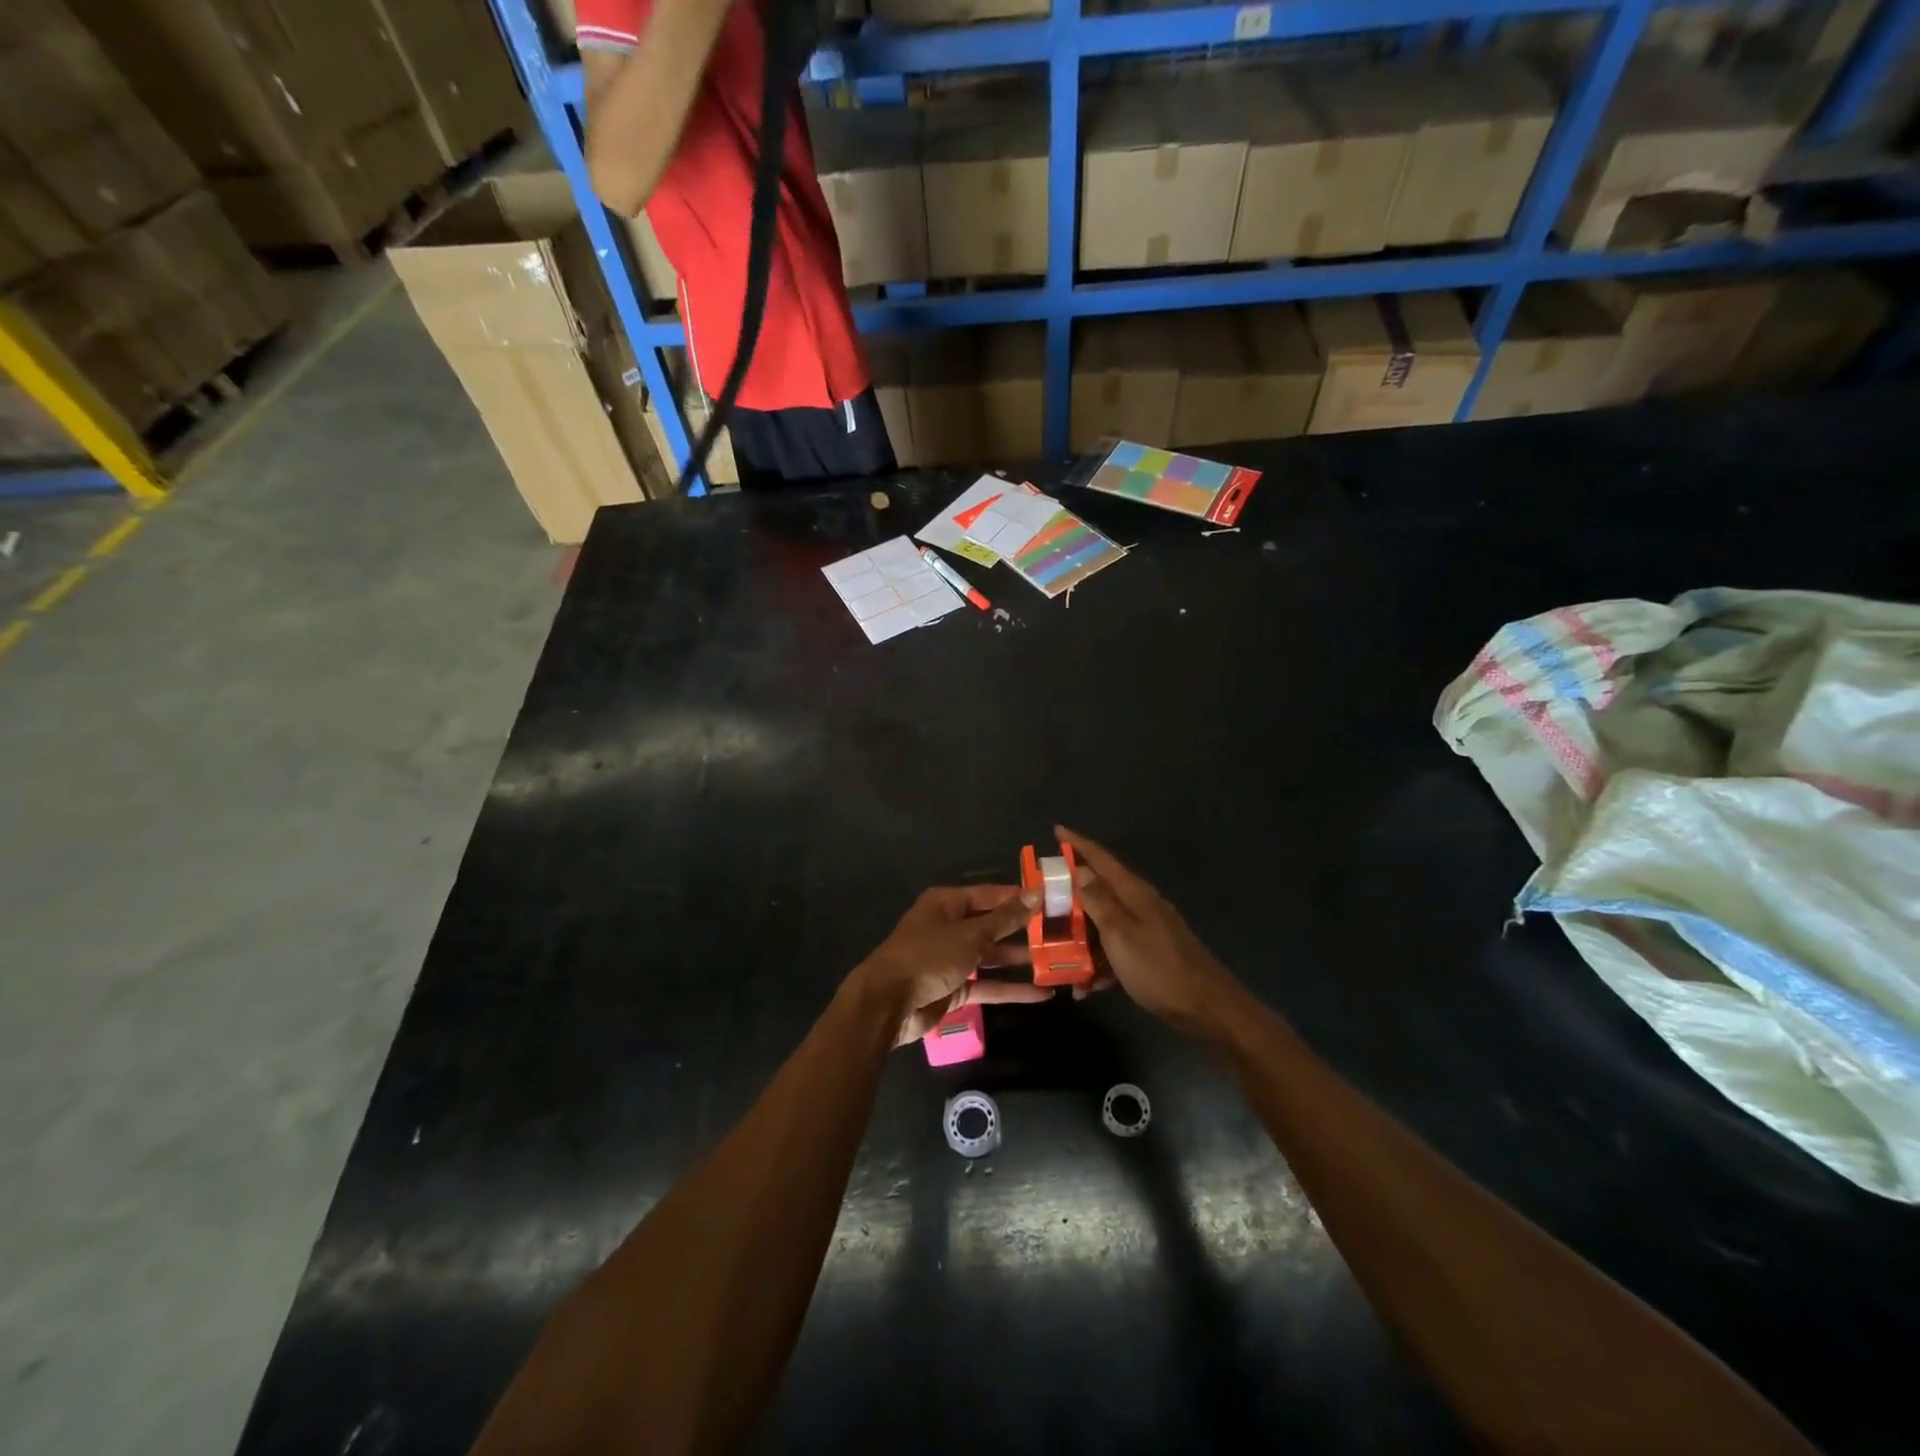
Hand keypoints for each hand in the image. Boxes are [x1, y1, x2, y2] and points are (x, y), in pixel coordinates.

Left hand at [848, 886, 1053, 1046]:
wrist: (887, 1004)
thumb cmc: (928, 956)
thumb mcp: (970, 935)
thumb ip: (1005, 919)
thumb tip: (1036, 894)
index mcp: (947, 904)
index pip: (990, 895)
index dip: (1019, 897)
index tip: (1052, 900)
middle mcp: (950, 927)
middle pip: (993, 925)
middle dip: (1024, 930)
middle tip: (1061, 933)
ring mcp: (952, 959)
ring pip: (993, 957)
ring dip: (1021, 960)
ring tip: (1058, 962)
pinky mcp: (954, 989)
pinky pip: (988, 985)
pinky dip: (1011, 989)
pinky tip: (1042, 994)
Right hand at [1057, 826, 1241, 1037]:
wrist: (1206, 1008)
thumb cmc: (1158, 968)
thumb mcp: (1120, 934)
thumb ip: (1099, 901)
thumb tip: (1080, 869)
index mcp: (1134, 893)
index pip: (1101, 859)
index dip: (1077, 844)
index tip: (1056, 829)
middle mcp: (1140, 904)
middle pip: (1099, 889)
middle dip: (1070, 894)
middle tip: (1043, 897)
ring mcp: (1147, 929)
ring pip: (1104, 923)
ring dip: (1081, 938)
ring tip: (1056, 954)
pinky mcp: (1150, 953)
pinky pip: (1115, 949)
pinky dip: (1100, 963)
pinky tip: (1086, 986)